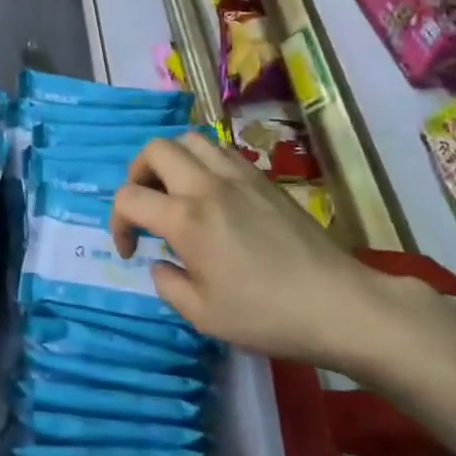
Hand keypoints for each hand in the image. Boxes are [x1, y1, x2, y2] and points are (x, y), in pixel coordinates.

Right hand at [109, 134, 395, 371]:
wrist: (338, 305)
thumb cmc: (267, 316)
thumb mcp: (203, 316)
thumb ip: (168, 284)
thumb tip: (160, 263)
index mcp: (185, 219)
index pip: (129, 197)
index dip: (117, 222)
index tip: (131, 250)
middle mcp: (206, 185)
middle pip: (154, 149)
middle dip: (137, 174)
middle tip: (146, 205)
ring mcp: (237, 176)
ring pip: (189, 139)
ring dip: (171, 160)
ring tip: (177, 192)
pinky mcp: (262, 178)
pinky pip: (220, 151)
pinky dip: (203, 162)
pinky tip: (213, 194)